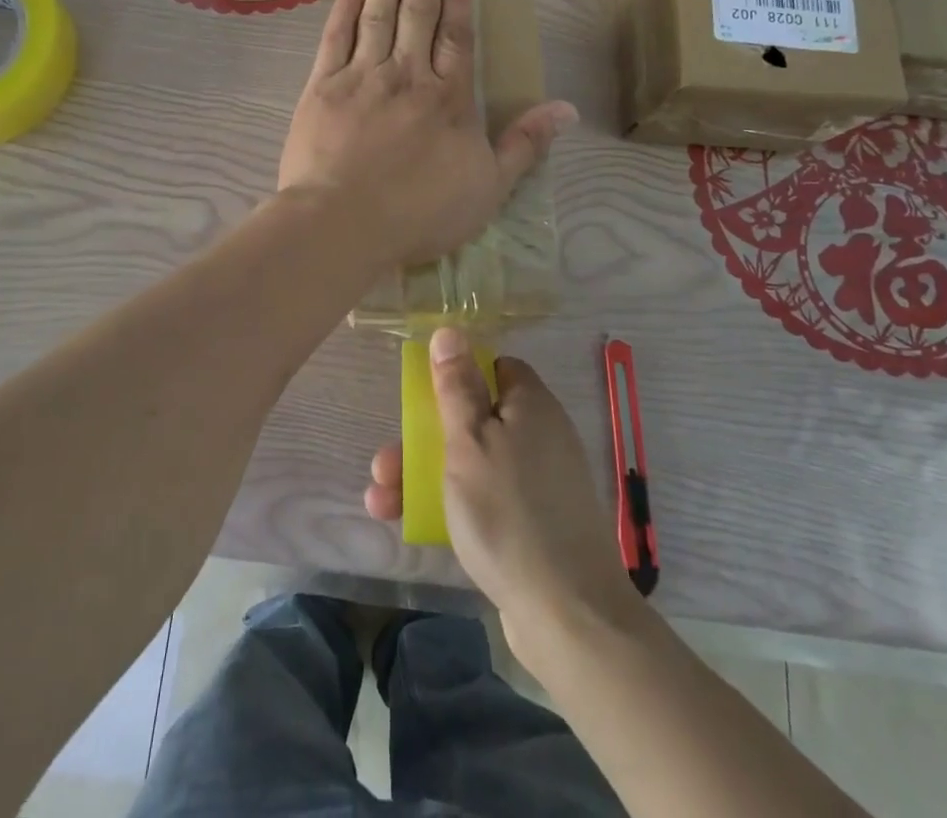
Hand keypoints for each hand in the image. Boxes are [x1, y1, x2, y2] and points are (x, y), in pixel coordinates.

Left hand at [277, 0, 575, 268]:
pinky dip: (344, 6)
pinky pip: (335, 35)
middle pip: (417, 15)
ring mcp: (362, 76)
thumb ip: (525, 145)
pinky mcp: (322, 86)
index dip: (458, 1)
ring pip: (377, 15)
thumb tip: (567, 109)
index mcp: (448, 97)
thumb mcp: (488, 188)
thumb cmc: (419, 212)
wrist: (342, 222)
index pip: (457, 36)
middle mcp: (407, 75)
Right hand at [364, 327, 641, 671]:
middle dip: (422, 436)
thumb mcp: (469, 441)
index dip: (458, 375)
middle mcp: (538, 436)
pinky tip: (408, 521)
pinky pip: (484, 499)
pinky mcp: (531, 524)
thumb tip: (450, 331)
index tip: (424, 395)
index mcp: (530, 405)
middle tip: (387, 461)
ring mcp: (537, 483)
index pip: (495, 368)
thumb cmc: (508, 512)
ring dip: (423, 475)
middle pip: (474, 418)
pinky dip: (449, 504)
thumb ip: (455, 387)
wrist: (567, 615)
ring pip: (472, 462)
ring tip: (380, 499)